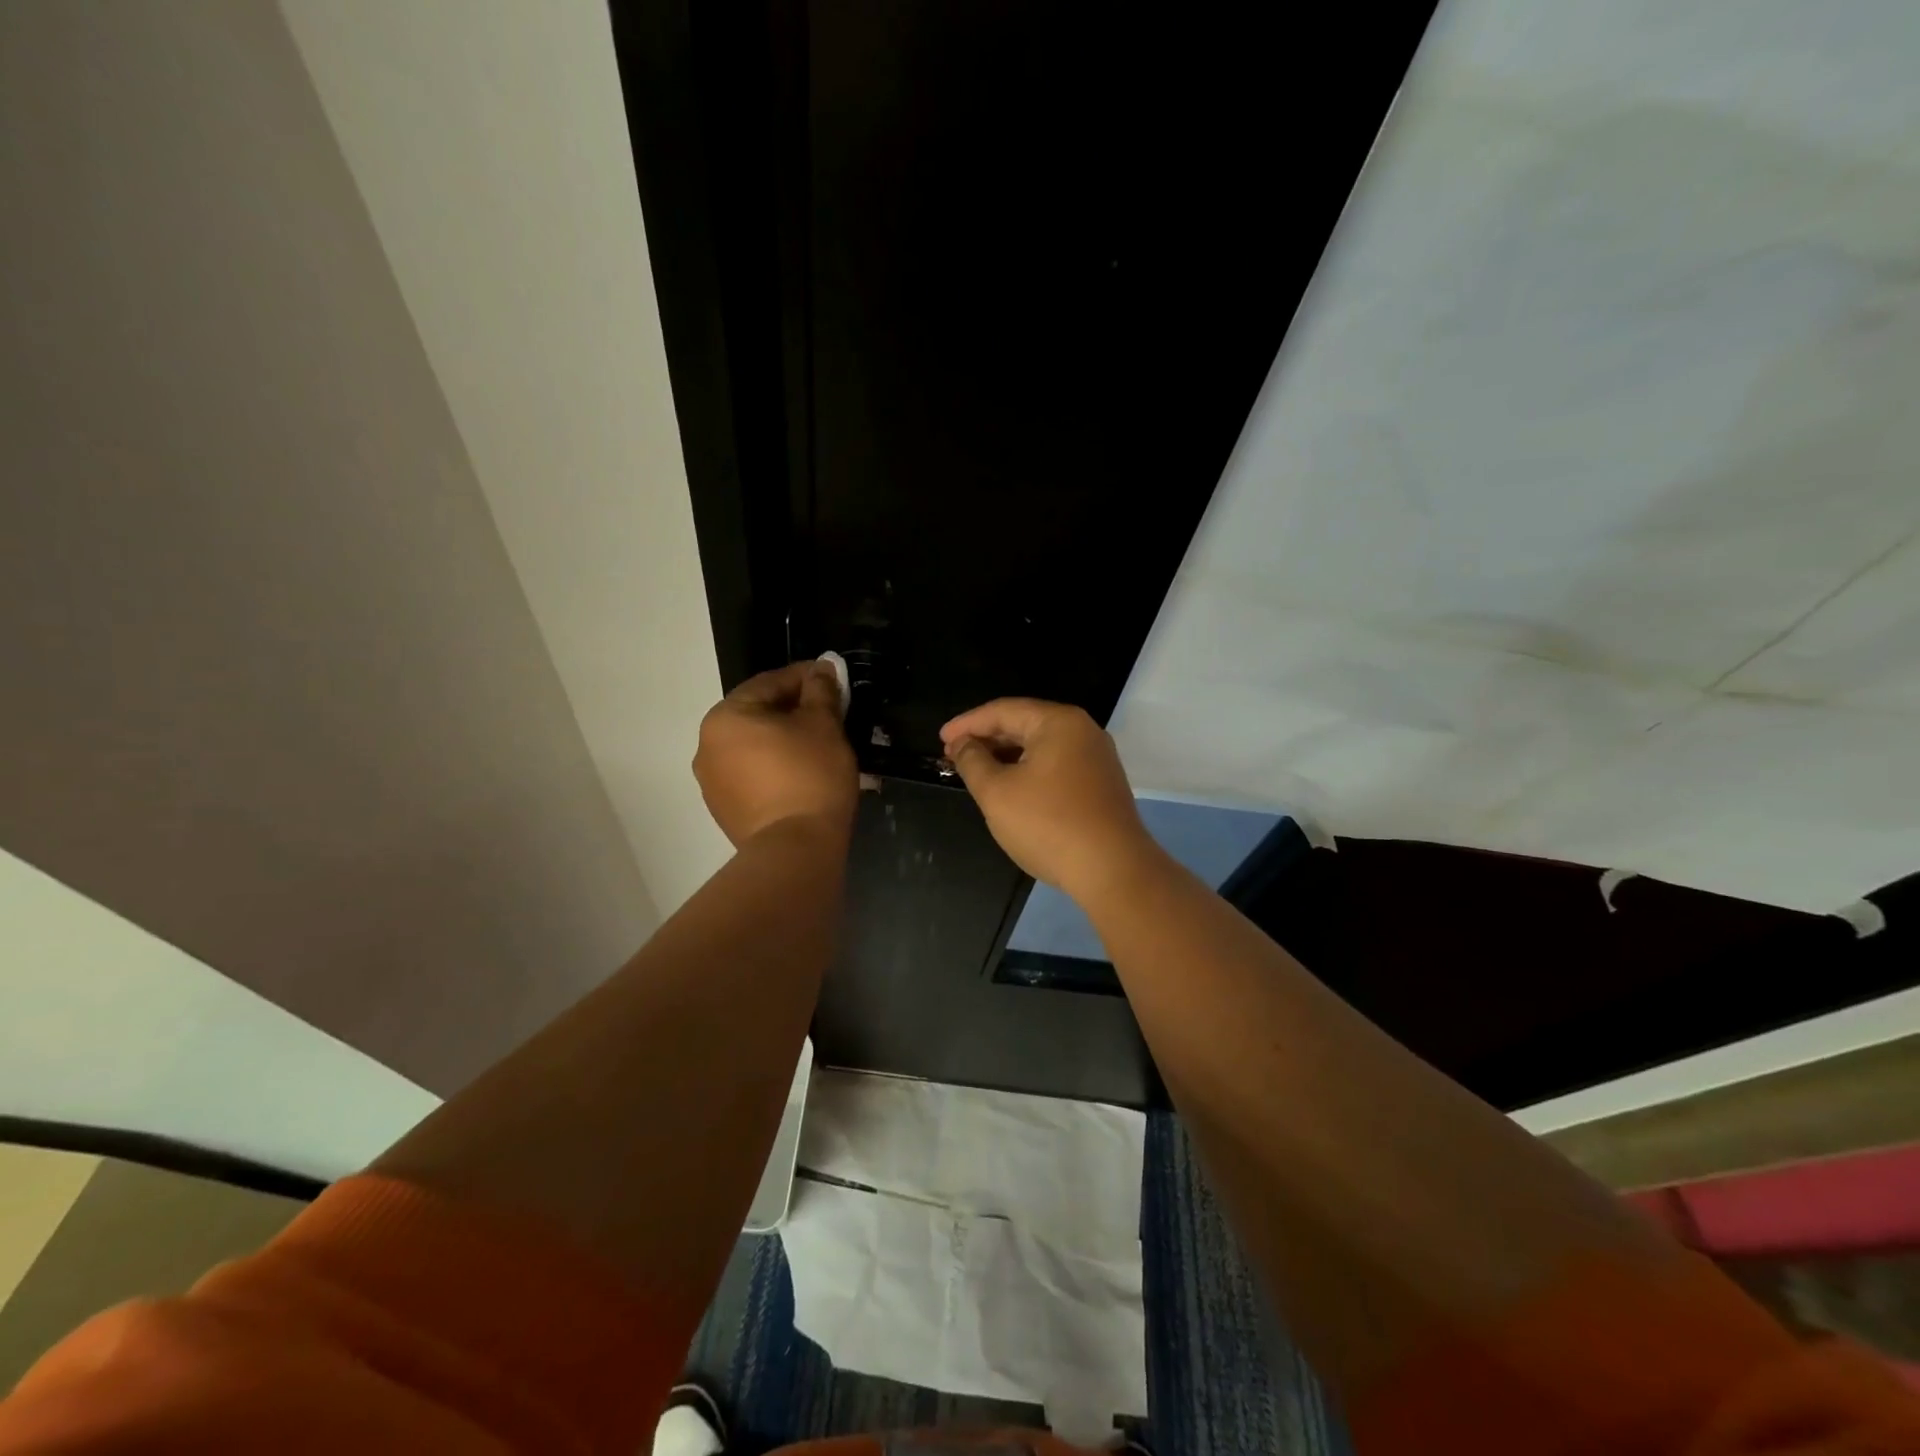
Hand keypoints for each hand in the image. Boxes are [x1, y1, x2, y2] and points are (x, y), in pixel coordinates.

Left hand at [695, 662, 857, 847]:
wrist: (795, 849)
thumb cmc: (810, 776)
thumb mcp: (823, 725)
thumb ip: (820, 690)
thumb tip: (822, 668)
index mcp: (725, 717)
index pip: (770, 682)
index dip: (806, 677)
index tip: (833, 679)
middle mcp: (707, 746)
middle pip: (758, 714)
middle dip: (794, 710)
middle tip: (829, 713)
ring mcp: (711, 782)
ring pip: (754, 747)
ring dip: (783, 740)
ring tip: (818, 746)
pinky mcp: (724, 811)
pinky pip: (752, 776)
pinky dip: (775, 768)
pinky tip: (802, 775)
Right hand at [940, 698, 1158, 898]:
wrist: (1113, 870)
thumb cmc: (1049, 825)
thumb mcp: (997, 793)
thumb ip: (973, 762)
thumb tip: (963, 744)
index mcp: (1059, 722)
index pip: (1003, 710)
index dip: (967, 724)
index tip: (940, 740)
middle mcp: (1082, 731)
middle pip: (1024, 724)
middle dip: (986, 739)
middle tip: (953, 756)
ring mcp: (1096, 758)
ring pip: (1041, 747)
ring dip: (1006, 756)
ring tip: (976, 772)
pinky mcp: (1101, 784)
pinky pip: (1056, 766)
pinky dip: (1028, 771)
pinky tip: (1011, 788)